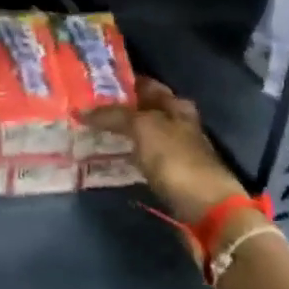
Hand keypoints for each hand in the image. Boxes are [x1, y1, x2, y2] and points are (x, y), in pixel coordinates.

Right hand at [84, 77, 244, 224]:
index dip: (120, 81)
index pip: (144, 84)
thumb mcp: (143, 127)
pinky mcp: (169, 174)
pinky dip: (125, 153)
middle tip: (84, 107)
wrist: (206, 207)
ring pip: (141, 133)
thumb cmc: (176, 159)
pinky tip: (108, 155)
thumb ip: (113, 115)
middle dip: (117, 107)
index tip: (91, 82)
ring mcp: (174, 149)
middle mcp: (177, 123)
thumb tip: (81, 110)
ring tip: (89, 129)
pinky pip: (141, 155)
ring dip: (120, 131)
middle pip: (142, 109)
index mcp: (175, 105)